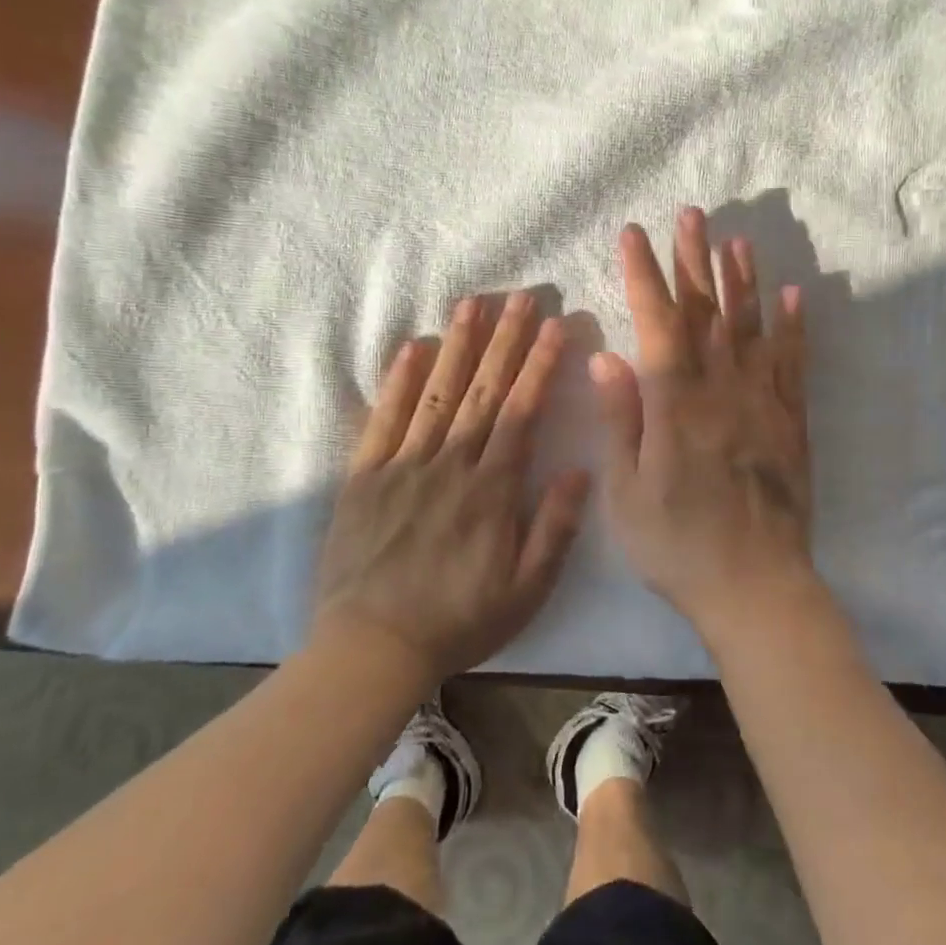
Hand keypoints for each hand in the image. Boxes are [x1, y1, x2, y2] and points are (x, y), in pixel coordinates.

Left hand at [311, 292, 590, 684]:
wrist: (372, 648)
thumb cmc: (458, 622)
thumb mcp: (525, 591)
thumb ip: (554, 528)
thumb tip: (580, 469)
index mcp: (491, 490)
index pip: (521, 413)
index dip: (538, 366)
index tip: (554, 327)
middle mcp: (450, 465)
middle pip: (482, 391)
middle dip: (505, 340)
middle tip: (520, 296)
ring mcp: (403, 466)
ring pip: (436, 394)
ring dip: (457, 346)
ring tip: (472, 304)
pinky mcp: (365, 477)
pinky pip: (383, 420)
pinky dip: (397, 383)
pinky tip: (411, 348)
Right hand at [591, 208, 820, 644]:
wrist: (755, 587)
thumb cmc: (677, 545)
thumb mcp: (628, 491)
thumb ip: (621, 420)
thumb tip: (606, 358)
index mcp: (675, 404)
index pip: (657, 324)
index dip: (644, 276)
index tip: (634, 235)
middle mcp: (721, 390)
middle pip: (706, 313)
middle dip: (694, 260)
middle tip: (691, 215)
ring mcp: (762, 403)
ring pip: (751, 328)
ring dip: (742, 281)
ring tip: (737, 241)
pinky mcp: (791, 422)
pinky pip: (793, 364)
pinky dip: (793, 328)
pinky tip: (793, 297)